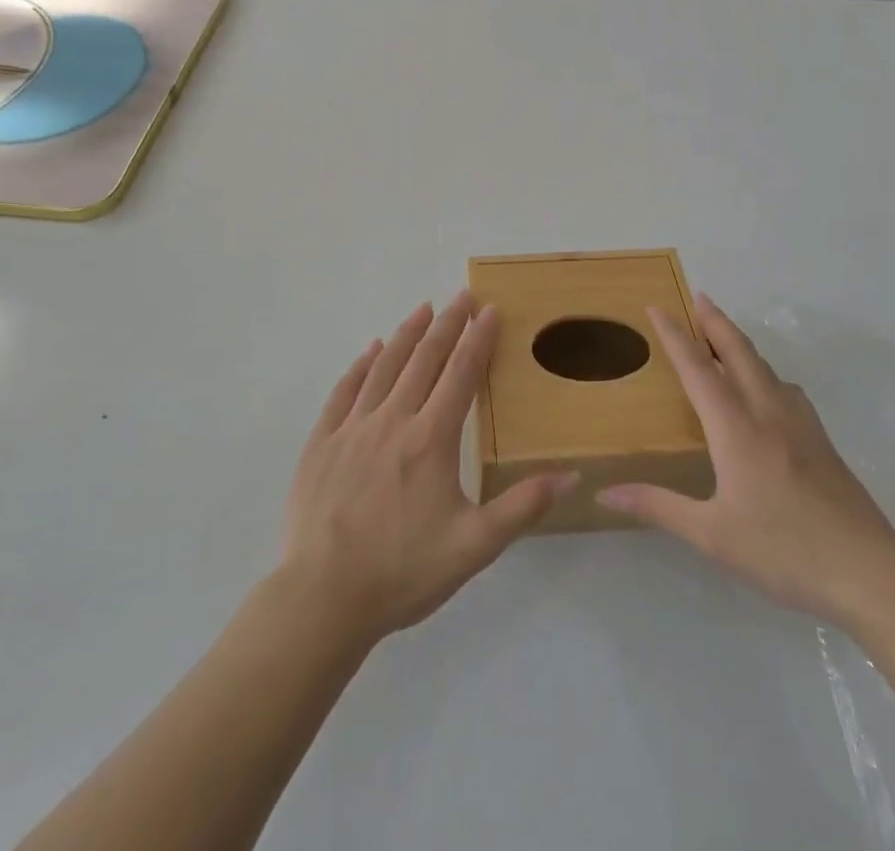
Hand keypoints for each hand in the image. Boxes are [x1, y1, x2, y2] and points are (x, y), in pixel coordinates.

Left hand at [279, 293, 576, 645]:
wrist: (323, 598)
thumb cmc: (403, 571)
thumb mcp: (475, 547)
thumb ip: (522, 507)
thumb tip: (572, 474)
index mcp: (431, 439)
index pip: (461, 374)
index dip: (478, 339)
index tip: (490, 309)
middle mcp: (392, 420)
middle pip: (424, 359)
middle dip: (447, 323)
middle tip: (462, 295)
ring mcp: (352, 428)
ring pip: (384, 366)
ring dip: (407, 334)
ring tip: (423, 308)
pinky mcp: (321, 442)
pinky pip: (344, 390)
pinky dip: (361, 365)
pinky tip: (371, 350)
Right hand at [598, 295, 894, 630]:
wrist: (869, 571)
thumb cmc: (783, 551)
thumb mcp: (712, 535)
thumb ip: (658, 506)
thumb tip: (606, 493)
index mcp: (736, 428)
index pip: (698, 368)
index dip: (674, 336)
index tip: (656, 307)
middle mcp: (767, 413)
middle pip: (738, 351)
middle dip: (715, 320)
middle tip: (697, 297)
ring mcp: (800, 424)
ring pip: (765, 366)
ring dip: (739, 342)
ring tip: (722, 335)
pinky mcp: (820, 439)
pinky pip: (785, 387)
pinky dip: (764, 370)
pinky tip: (766, 388)